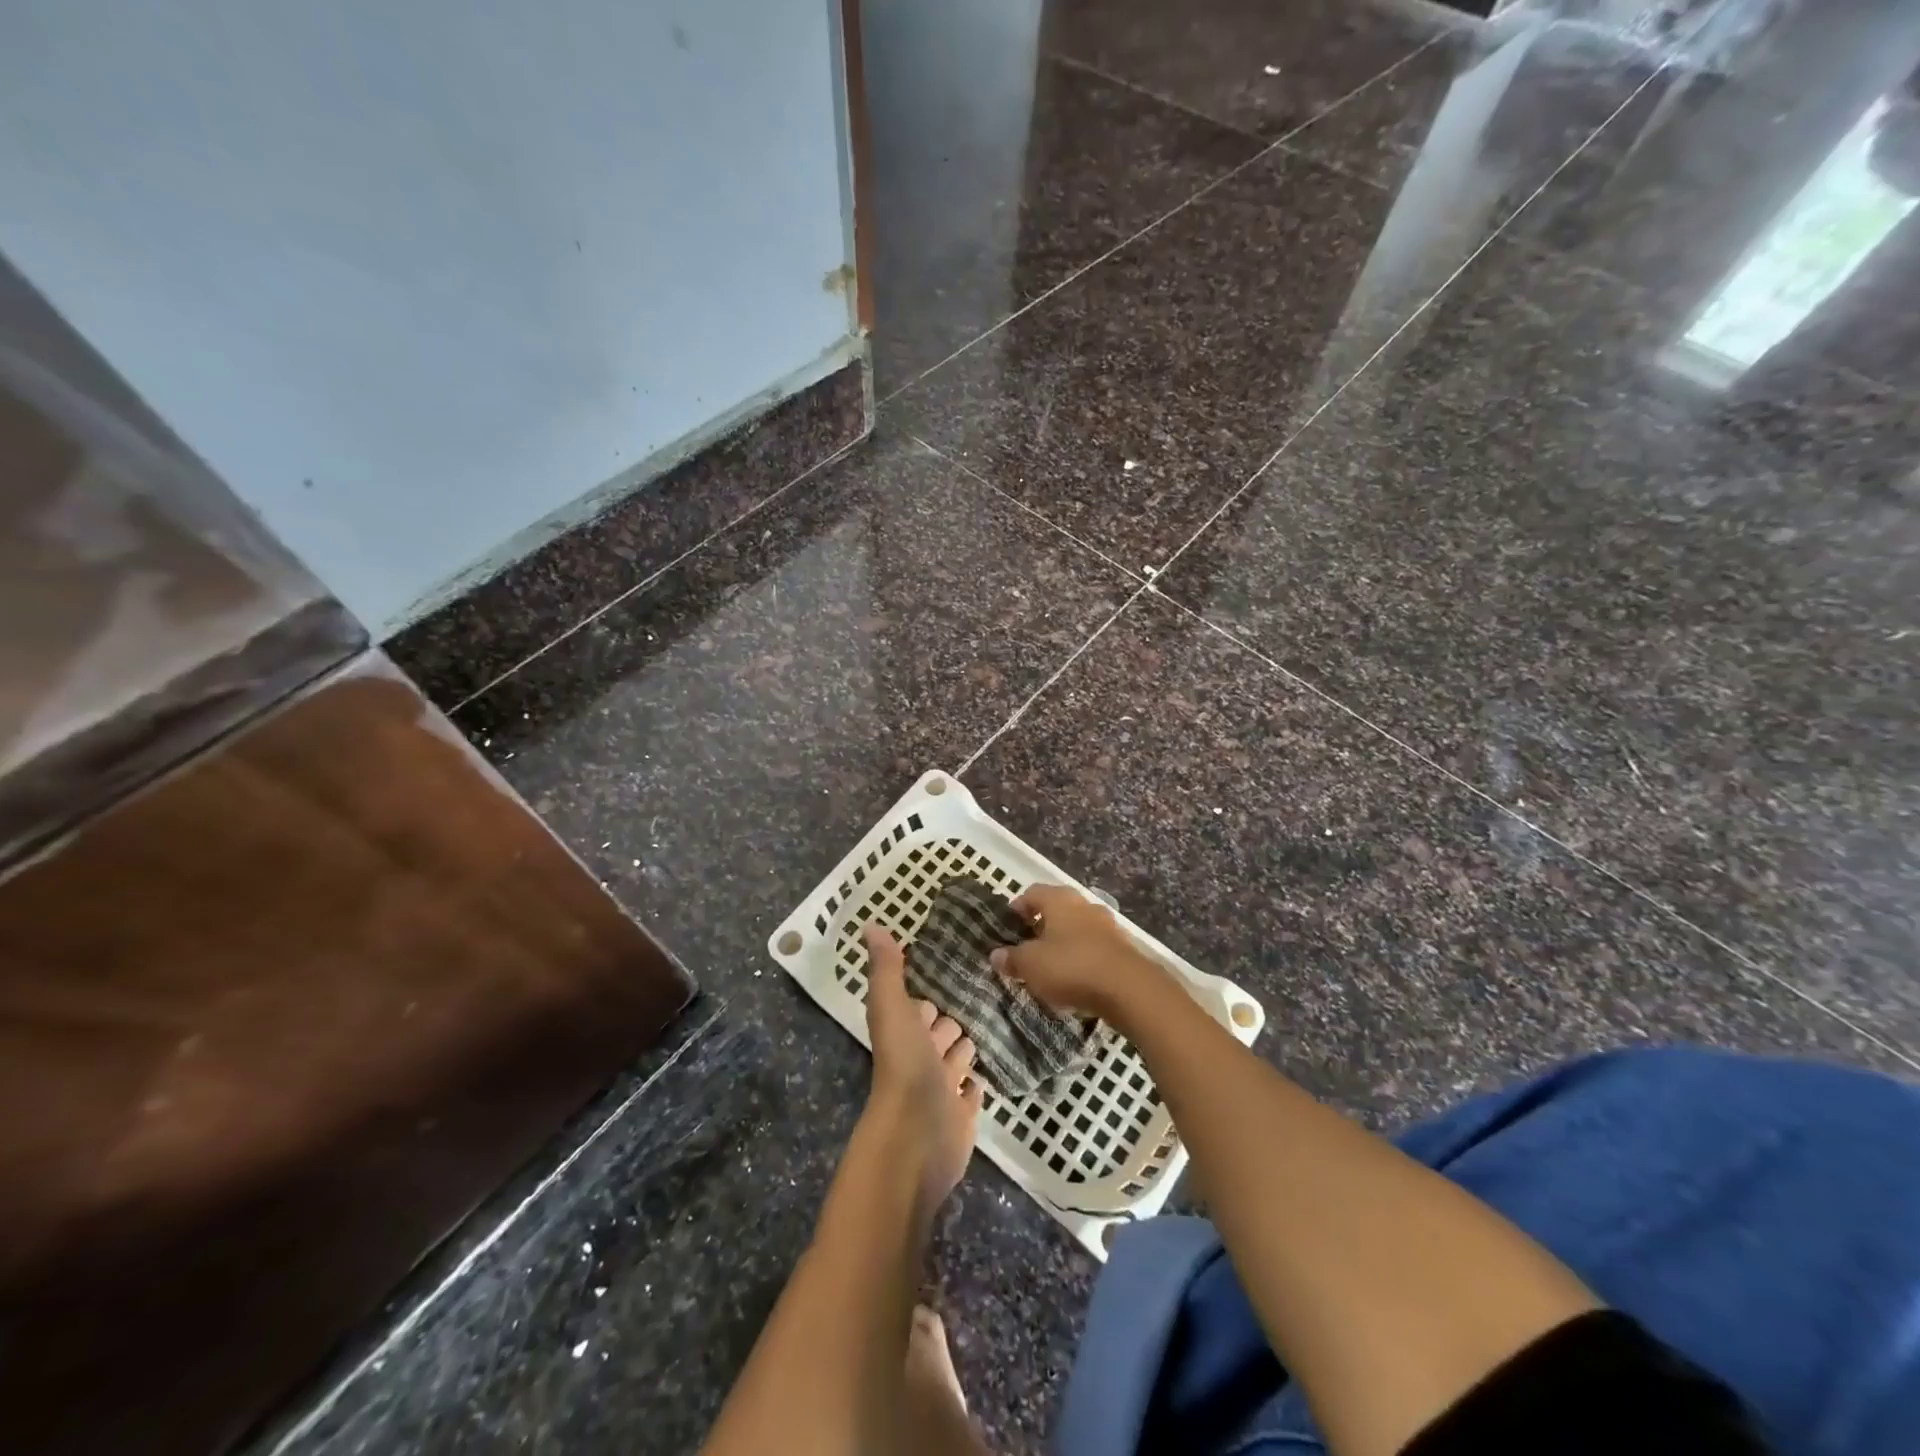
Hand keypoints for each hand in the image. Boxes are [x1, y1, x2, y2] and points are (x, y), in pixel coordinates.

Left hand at [862, 925, 982, 1214]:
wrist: (916, 1140)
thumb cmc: (904, 1068)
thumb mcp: (892, 1008)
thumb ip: (886, 969)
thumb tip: (871, 925)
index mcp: (905, 1034)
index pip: (919, 1008)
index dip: (929, 995)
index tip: (953, 974)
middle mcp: (921, 1060)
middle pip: (940, 1034)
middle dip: (953, 1019)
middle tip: (983, 998)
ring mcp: (942, 1091)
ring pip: (956, 1062)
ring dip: (966, 1048)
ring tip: (993, 1025)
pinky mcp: (962, 1117)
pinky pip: (971, 1095)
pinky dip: (976, 1084)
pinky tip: (989, 1073)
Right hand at [989, 884, 1165, 1019]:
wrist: (1128, 988)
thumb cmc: (1071, 966)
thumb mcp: (1031, 965)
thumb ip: (1012, 958)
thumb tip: (996, 954)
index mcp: (1059, 900)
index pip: (1032, 893)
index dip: (1018, 907)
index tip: (1009, 925)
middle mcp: (1084, 905)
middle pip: (1057, 909)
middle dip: (1041, 926)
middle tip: (1027, 946)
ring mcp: (1107, 925)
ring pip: (1077, 928)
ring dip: (1063, 942)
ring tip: (1050, 966)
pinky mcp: (1123, 948)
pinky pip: (1094, 947)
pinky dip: (1082, 958)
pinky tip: (1075, 979)